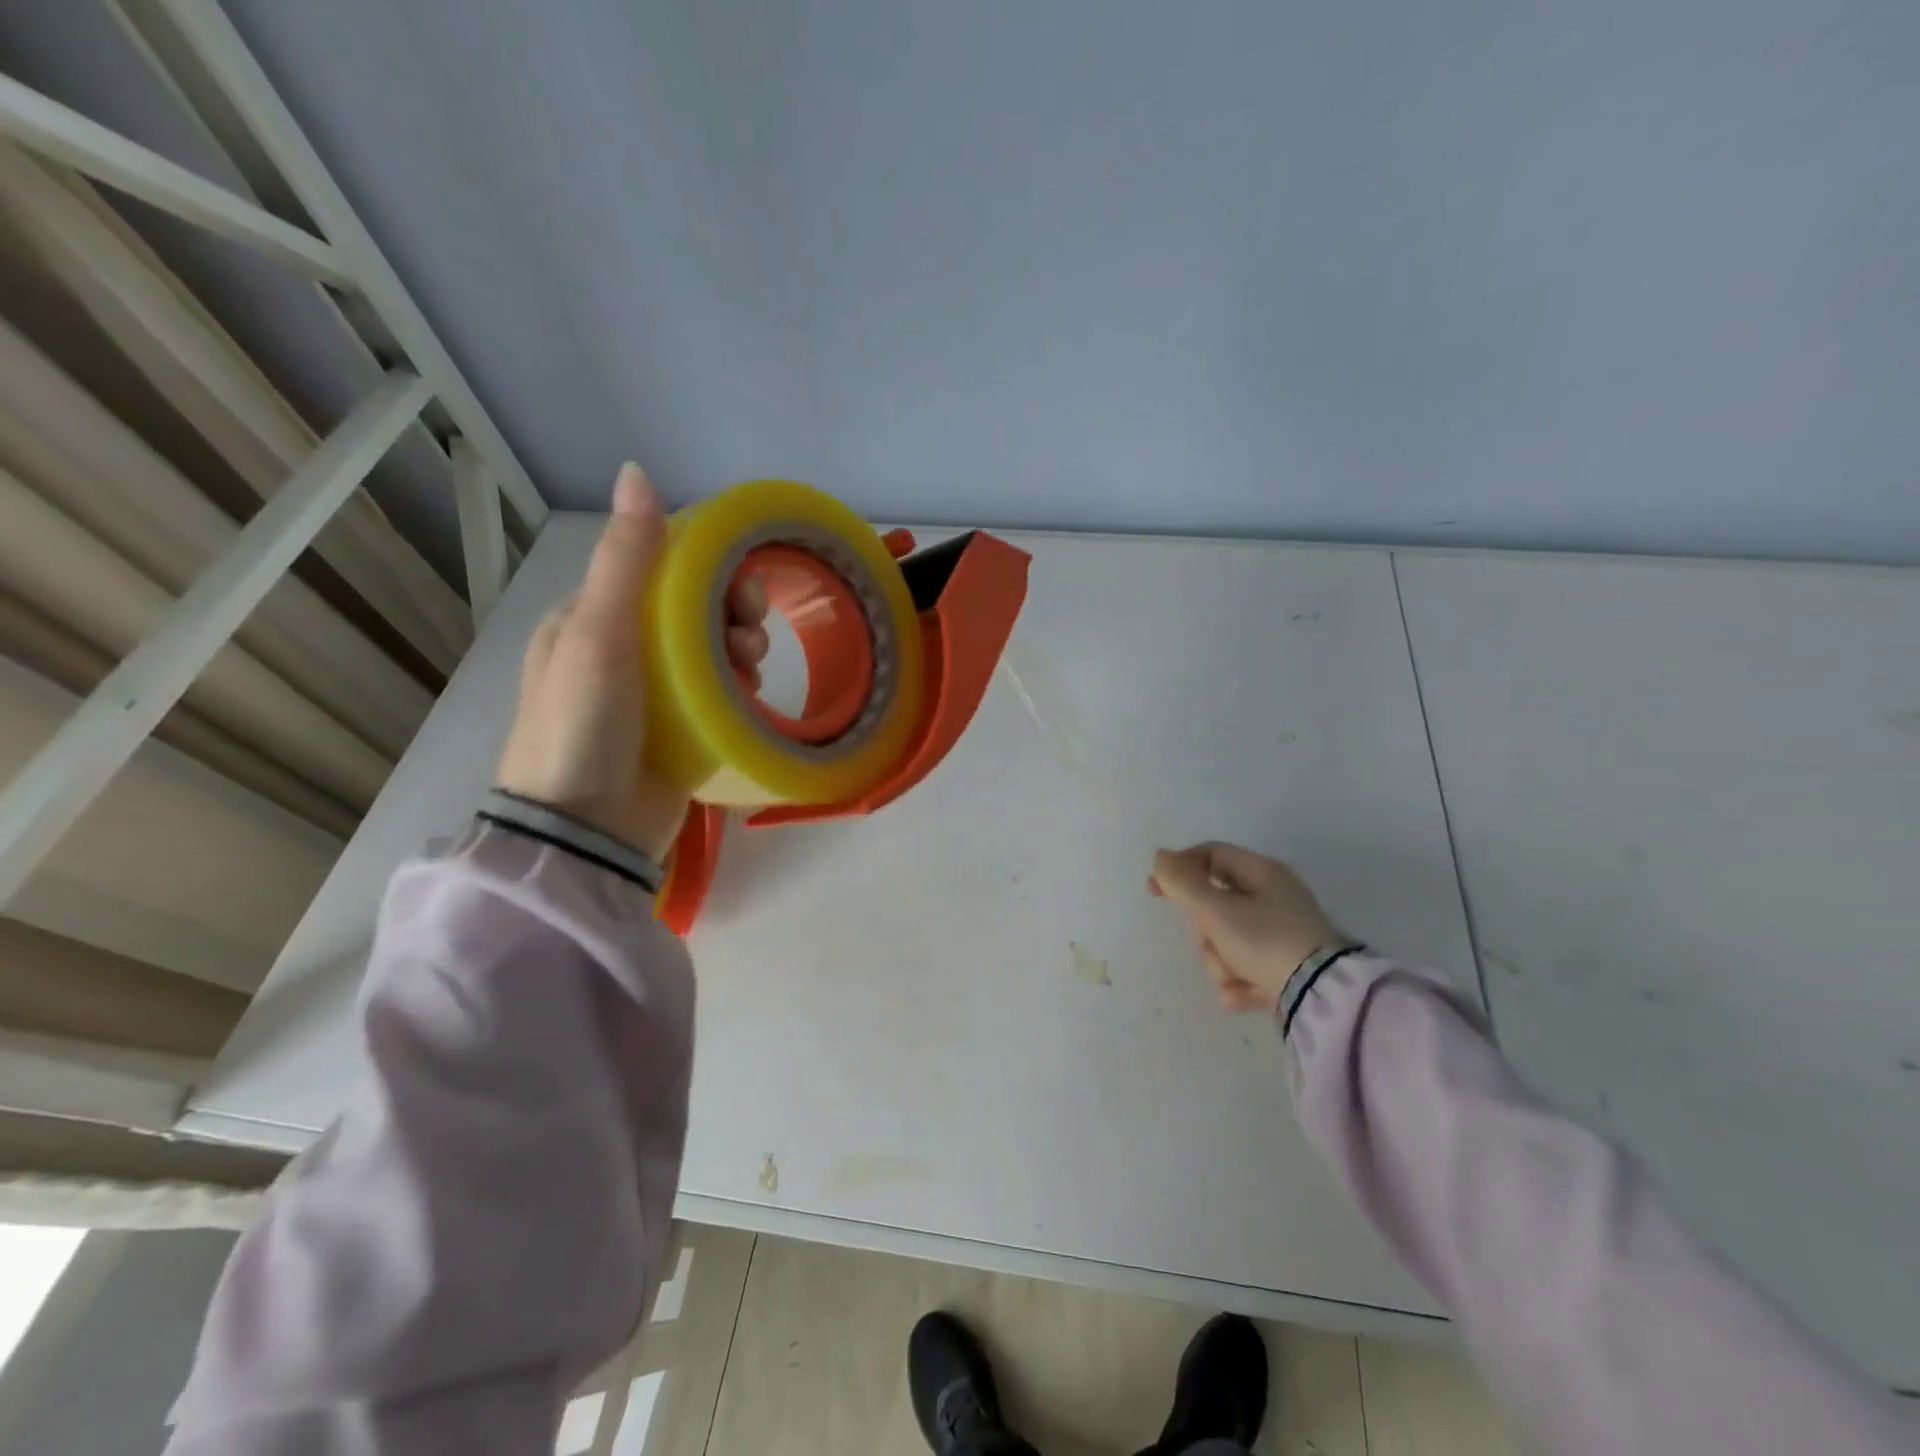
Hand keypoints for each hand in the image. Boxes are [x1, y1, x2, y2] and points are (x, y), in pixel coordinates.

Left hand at [496, 463, 768, 860]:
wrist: (586, 831)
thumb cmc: (584, 724)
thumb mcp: (598, 634)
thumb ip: (625, 560)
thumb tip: (637, 472)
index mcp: (593, 617)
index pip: (662, 571)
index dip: (709, 570)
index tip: (741, 591)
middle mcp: (623, 649)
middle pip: (694, 610)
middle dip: (732, 614)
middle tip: (750, 638)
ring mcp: (652, 693)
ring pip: (712, 652)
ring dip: (740, 651)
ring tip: (751, 672)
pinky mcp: (678, 730)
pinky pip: (719, 694)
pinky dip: (739, 688)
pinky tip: (748, 696)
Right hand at [1148, 842, 1345, 1011]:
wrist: (1322, 997)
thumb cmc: (1266, 941)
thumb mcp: (1216, 910)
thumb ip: (1182, 883)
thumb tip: (1161, 857)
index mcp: (1262, 873)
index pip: (1209, 855)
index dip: (1178, 868)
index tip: (1154, 889)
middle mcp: (1273, 898)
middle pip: (1214, 905)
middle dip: (1204, 930)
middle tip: (1208, 941)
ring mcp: (1281, 935)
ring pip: (1226, 940)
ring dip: (1220, 961)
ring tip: (1234, 975)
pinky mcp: (1285, 968)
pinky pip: (1245, 968)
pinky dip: (1239, 982)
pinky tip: (1244, 994)